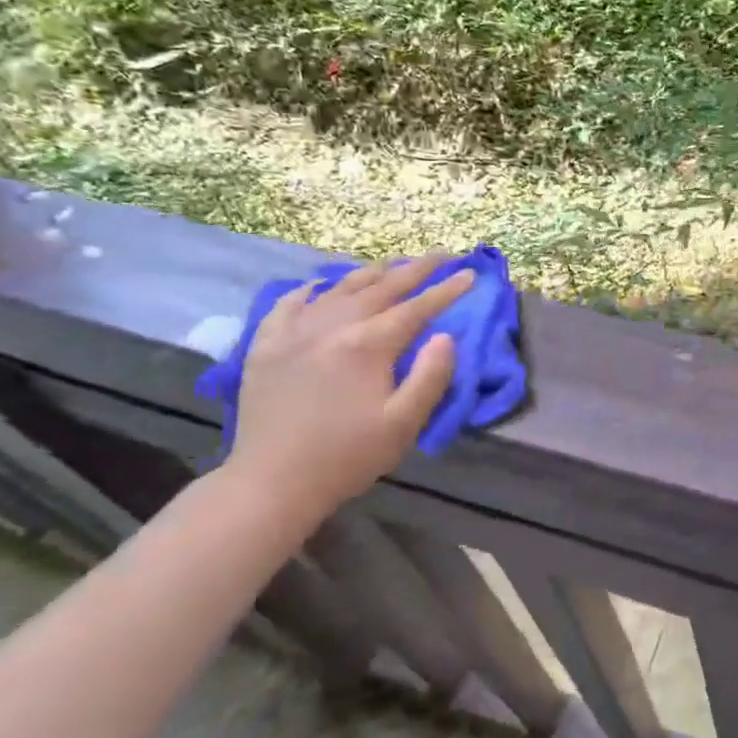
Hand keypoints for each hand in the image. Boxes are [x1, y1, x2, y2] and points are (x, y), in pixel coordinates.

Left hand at [227, 254, 474, 518]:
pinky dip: (312, 289)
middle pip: (380, 287)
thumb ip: (430, 377)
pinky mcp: (266, 345)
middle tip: (442, 255)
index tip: (470, 274)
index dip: (446, 290)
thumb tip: (446, 337)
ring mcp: (294, 332)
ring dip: (371, 273)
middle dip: (416, 269)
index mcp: (367, 345)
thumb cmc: (346, 457)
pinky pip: (290, 303)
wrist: (271, 482)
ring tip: (393, 265)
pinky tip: (322, 286)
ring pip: (339, 288)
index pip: (416, 308)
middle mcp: (331, 326)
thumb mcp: (403, 424)